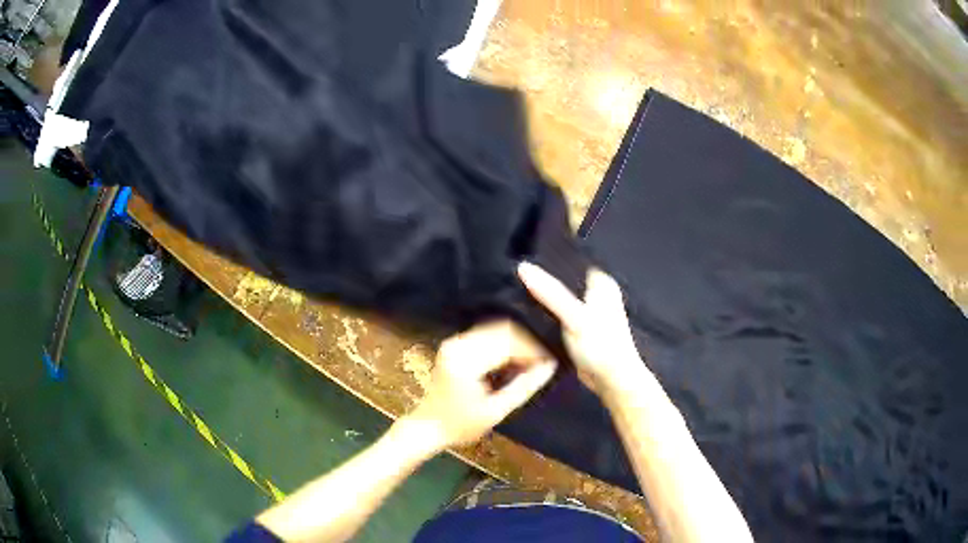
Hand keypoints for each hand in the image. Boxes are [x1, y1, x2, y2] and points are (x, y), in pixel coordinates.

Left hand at [402, 321, 556, 450]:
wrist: (429, 427)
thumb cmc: (461, 426)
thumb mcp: (496, 411)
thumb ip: (524, 387)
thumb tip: (550, 366)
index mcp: (465, 362)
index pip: (507, 343)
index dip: (532, 349)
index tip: (550, 360)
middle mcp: (457, 344)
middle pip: (502, 330)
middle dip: (526, 343)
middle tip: (543, 361)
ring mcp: (454, 341)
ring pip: (496, 329)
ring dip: (516, 342)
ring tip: (531, 361)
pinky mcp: (455, 343)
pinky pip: (486, 334)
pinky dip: (504, 343)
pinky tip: (514, 359)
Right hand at [518, 262, 645, 398]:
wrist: (611, 381)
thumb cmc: (602, 347)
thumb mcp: (574, 316)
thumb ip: (550, 293)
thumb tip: (523, 267)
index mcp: (601, 282)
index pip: (570, 262)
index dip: (546, 261)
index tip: (520, 259)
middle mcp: (595, 293)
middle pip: (562, 281)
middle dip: (542, 281)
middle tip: (513, 278)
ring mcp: (586, 312)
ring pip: (557, 299)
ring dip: (541, 300)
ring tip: (515, 294)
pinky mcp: (577, 329)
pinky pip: (556, 316)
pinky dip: (545, 317)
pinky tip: (528, 316)